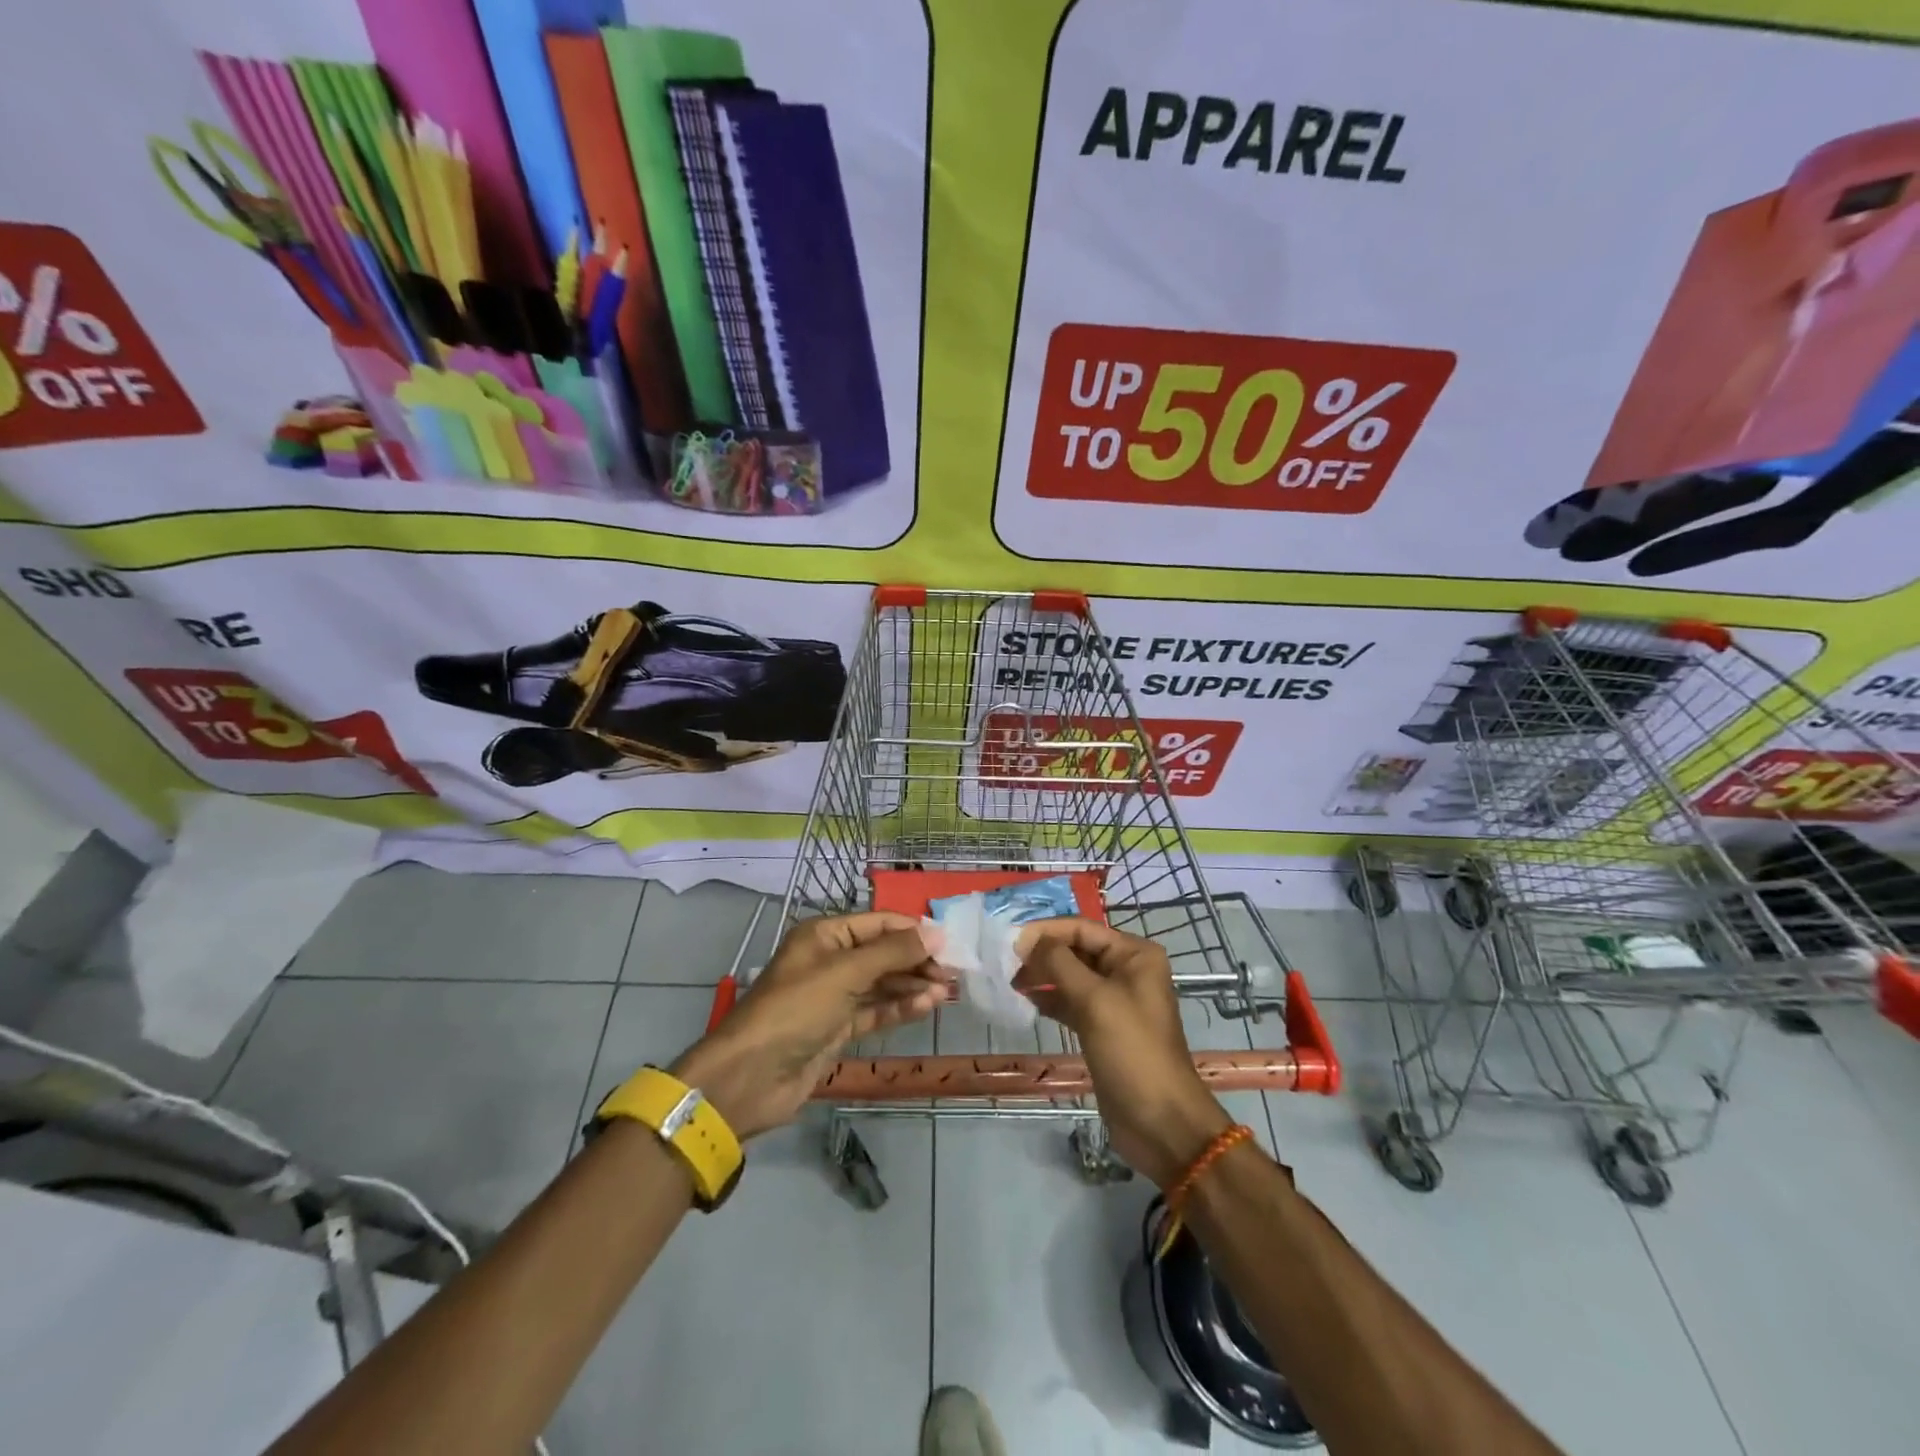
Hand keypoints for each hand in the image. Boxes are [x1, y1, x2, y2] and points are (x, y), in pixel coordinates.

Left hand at [671, 912, 947, 1139]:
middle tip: (953, 972)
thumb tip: (936, 932)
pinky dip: (900, 1007)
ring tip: (947, 991)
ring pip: (882, 983)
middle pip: (882, 953)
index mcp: (824, 935)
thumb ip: (893, 952)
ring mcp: (834, 996)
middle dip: (916, 960)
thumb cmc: (796, 1009)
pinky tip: (926, 1006)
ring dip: (913, 985)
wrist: (751, 1076)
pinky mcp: (838, 1028)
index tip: (949, 943)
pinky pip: (876, 1011)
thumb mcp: (845, 973)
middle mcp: (830, 960)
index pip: (878, 923)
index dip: (913, 931)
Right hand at [1014, 919, 1231, 1185]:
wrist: (1160, 1122)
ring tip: (1011, 982)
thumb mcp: (1094, 1000)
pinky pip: (1072, 1002)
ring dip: (1043, 976)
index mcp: (1134, 954)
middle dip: (1042, 954)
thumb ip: (1059, 963)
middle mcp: (1127, 970)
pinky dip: (1051, 999)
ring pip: (1071, 976)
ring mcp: (1115, 1000)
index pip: (1081, 929)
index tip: (1009, 942)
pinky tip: (1027, 1001)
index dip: (1045, 932)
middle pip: (1076, 950)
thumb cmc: (1131, 1051)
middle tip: (1005, 964)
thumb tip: (1028, 939)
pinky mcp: (1103, 1027)